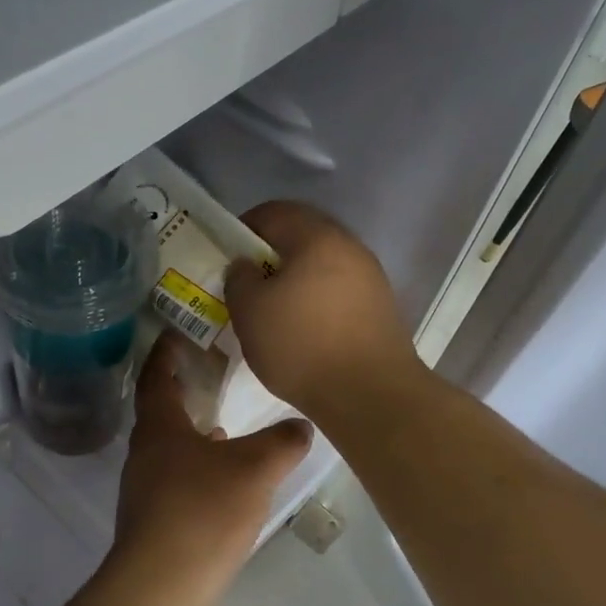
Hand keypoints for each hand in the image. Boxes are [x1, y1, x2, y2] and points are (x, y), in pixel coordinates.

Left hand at [112, 334, 311, 605]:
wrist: (163, 584)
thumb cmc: (204, 509)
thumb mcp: (255, 468)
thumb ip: (282, 442)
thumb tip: (301, 425)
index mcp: (159, 428)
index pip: (155, 378)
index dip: (165, 353)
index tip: (175, 333)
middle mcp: (143, 454)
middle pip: (159, 414)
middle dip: (182, 394)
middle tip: (209, 378)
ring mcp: (143, 490)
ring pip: (167, 451)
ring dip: (190, 437)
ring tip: (222, 430)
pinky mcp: (152, 522)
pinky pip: (174, 482)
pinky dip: (195, 471)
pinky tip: (221, 484)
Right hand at [224, 202, 419, 420]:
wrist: (370, 394)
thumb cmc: (301, 345)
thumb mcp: (249, 311)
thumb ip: (239, 278)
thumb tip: (246, 266)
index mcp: (317, 236)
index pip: (273, 212)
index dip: (243, 228)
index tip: (226, 257)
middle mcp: (349, 247)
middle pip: (301, 237)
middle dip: (269, 257)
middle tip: (246, 286)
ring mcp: (370, 278)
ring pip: (320, 266)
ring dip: (294, 281)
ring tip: (272, 312)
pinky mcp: (380, 309)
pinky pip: (337, 292)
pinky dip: (315, 302)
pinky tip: (302, 332)